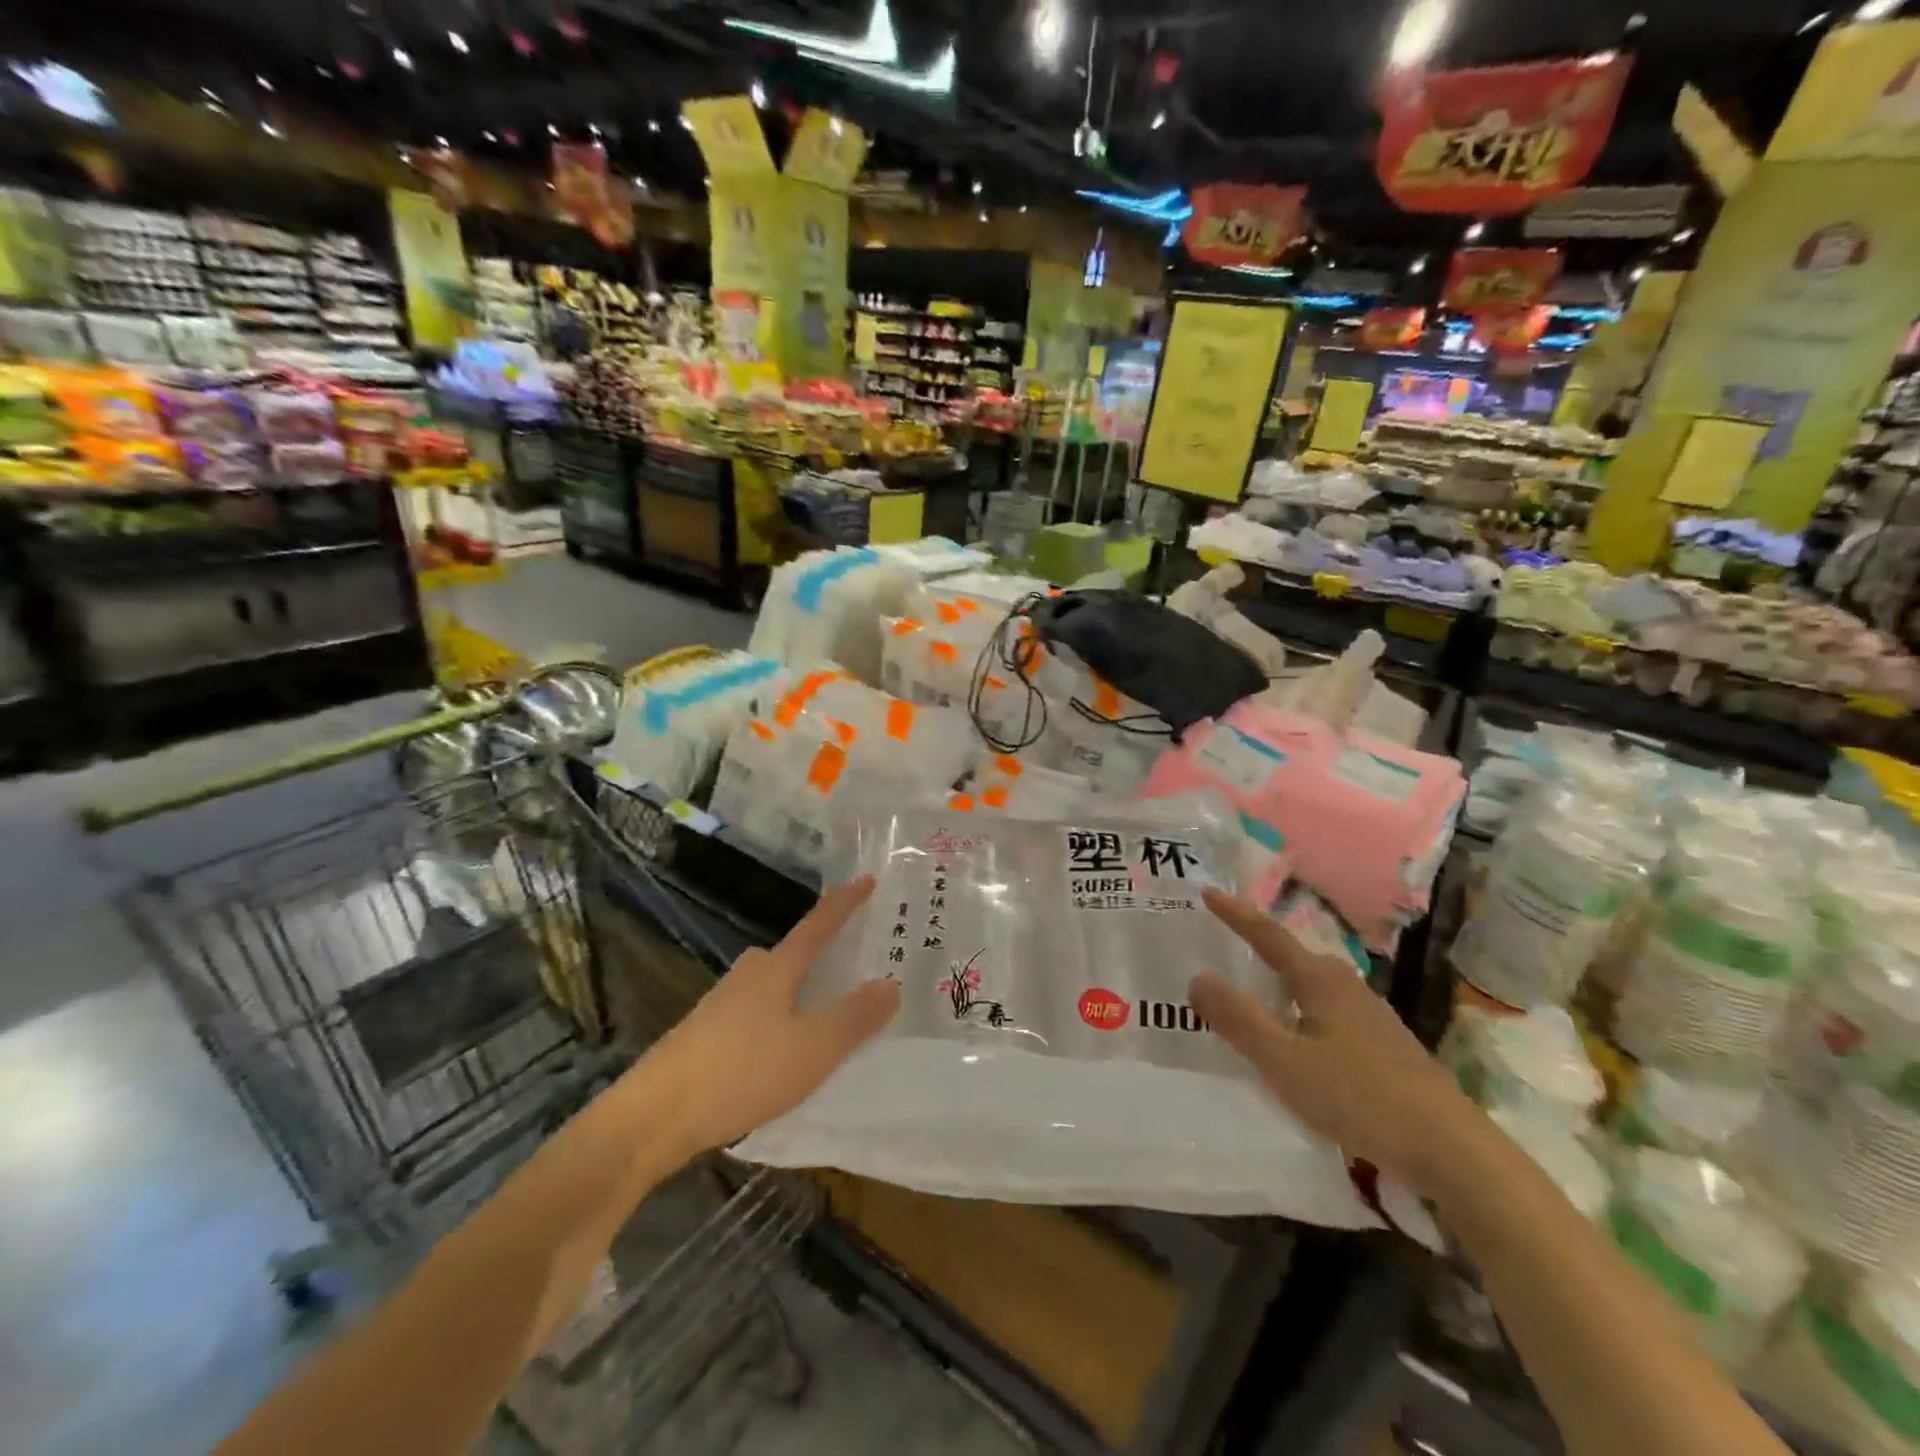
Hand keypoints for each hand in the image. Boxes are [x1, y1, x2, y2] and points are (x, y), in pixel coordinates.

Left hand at [651, 877, 898, 1158]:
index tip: (867, 878)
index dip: (845, 903)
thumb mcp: (813, 1049)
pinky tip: (784, 1048)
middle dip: (823, 954)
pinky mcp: (705, 1032)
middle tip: (856, 962)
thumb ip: (855, 1017)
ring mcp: (722, 1002)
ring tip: (828, 1012)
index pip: (818, 925)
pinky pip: (758, 1011)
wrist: (653, 1115)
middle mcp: (748, 974)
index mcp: (777, 968)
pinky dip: (781, 1017)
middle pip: (793, 954)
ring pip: (775, 986)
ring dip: (802, 991)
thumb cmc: (742, 1071)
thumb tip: (892, 982)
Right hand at [1189, 888, 1484, 1196]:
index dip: (1235, 914)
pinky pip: (1328, 1012)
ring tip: (1255, 990)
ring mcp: (1371, 1017)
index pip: (1268, 936)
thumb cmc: (1360, 1097)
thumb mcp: (1284, 1061)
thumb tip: (1198, 977)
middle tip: (1226, 941)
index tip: (1208, 892)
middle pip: (1295, 956)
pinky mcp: (1385, 1047)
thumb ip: (1239, 1019)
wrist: (1453, 1151)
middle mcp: (1347, 987)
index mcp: (1320, 981)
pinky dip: (1301, 1011)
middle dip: (1260, 946)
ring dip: (1281, 982)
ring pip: (1314, 986)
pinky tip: (1299, 1039)